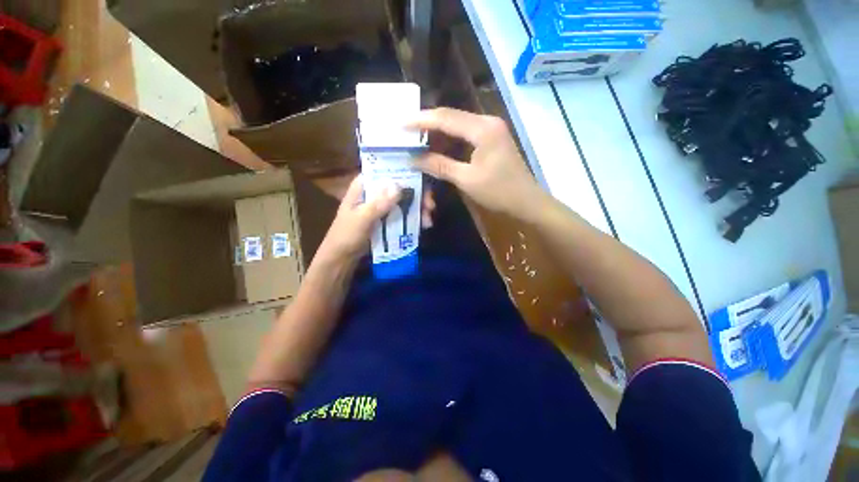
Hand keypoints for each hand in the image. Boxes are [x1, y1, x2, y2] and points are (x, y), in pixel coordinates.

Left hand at [316, 175, 436, 262]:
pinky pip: (403, 212)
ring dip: (418, 207)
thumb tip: (398, 186)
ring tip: (428, 220)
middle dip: (418, 194)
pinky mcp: (387, 217)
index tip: (424, 182)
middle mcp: (375, 192)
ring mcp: (382, 205)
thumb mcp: (361, 220)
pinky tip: (424, 225)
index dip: (407, 174)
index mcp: (364, 186)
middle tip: (430, 206)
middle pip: (400, 185)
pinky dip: (414, 217)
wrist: (342, 258)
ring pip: (404, 199)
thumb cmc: (346, 236)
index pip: (387, 171)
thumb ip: (378, 204)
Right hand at [409, 108, 547, 219]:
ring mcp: (491, 129)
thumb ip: (440, 166)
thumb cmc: (499, 192)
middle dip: (427, 125)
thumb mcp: (467, 180)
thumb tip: (414, 159)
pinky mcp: (491, 139)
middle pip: (451, 117)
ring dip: (438, 133)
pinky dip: (450, 141)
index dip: (421, 120)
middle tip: (406, 132)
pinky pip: (465, 134)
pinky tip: (437, 147)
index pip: (445, 118)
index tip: (400, 123)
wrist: (527, 201)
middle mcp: (487, 122)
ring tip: (417, 140)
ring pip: (457, 125)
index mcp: (482, 129)